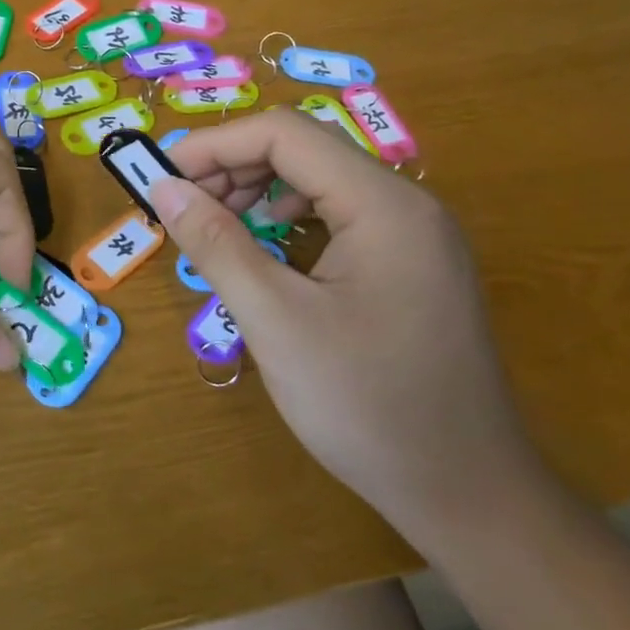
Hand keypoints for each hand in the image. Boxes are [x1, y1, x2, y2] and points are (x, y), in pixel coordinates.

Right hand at [154, 110, 548, 543]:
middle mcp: (408, 205)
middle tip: (182, 210)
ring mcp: (415, 237)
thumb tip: (163, 187)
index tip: (161, 180)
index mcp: (385, 205)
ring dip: (258, 192)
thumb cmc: (367, 406)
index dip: (213, 146)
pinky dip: (288, 220)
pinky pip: (339, 217)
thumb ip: (216, 244)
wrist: (468, 495)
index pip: (285, 134)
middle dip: (233, 167)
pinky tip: (264, 254)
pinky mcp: (412, 267)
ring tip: (214, 230)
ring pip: (321, 181)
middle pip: (305, 150)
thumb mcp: (276, 321)